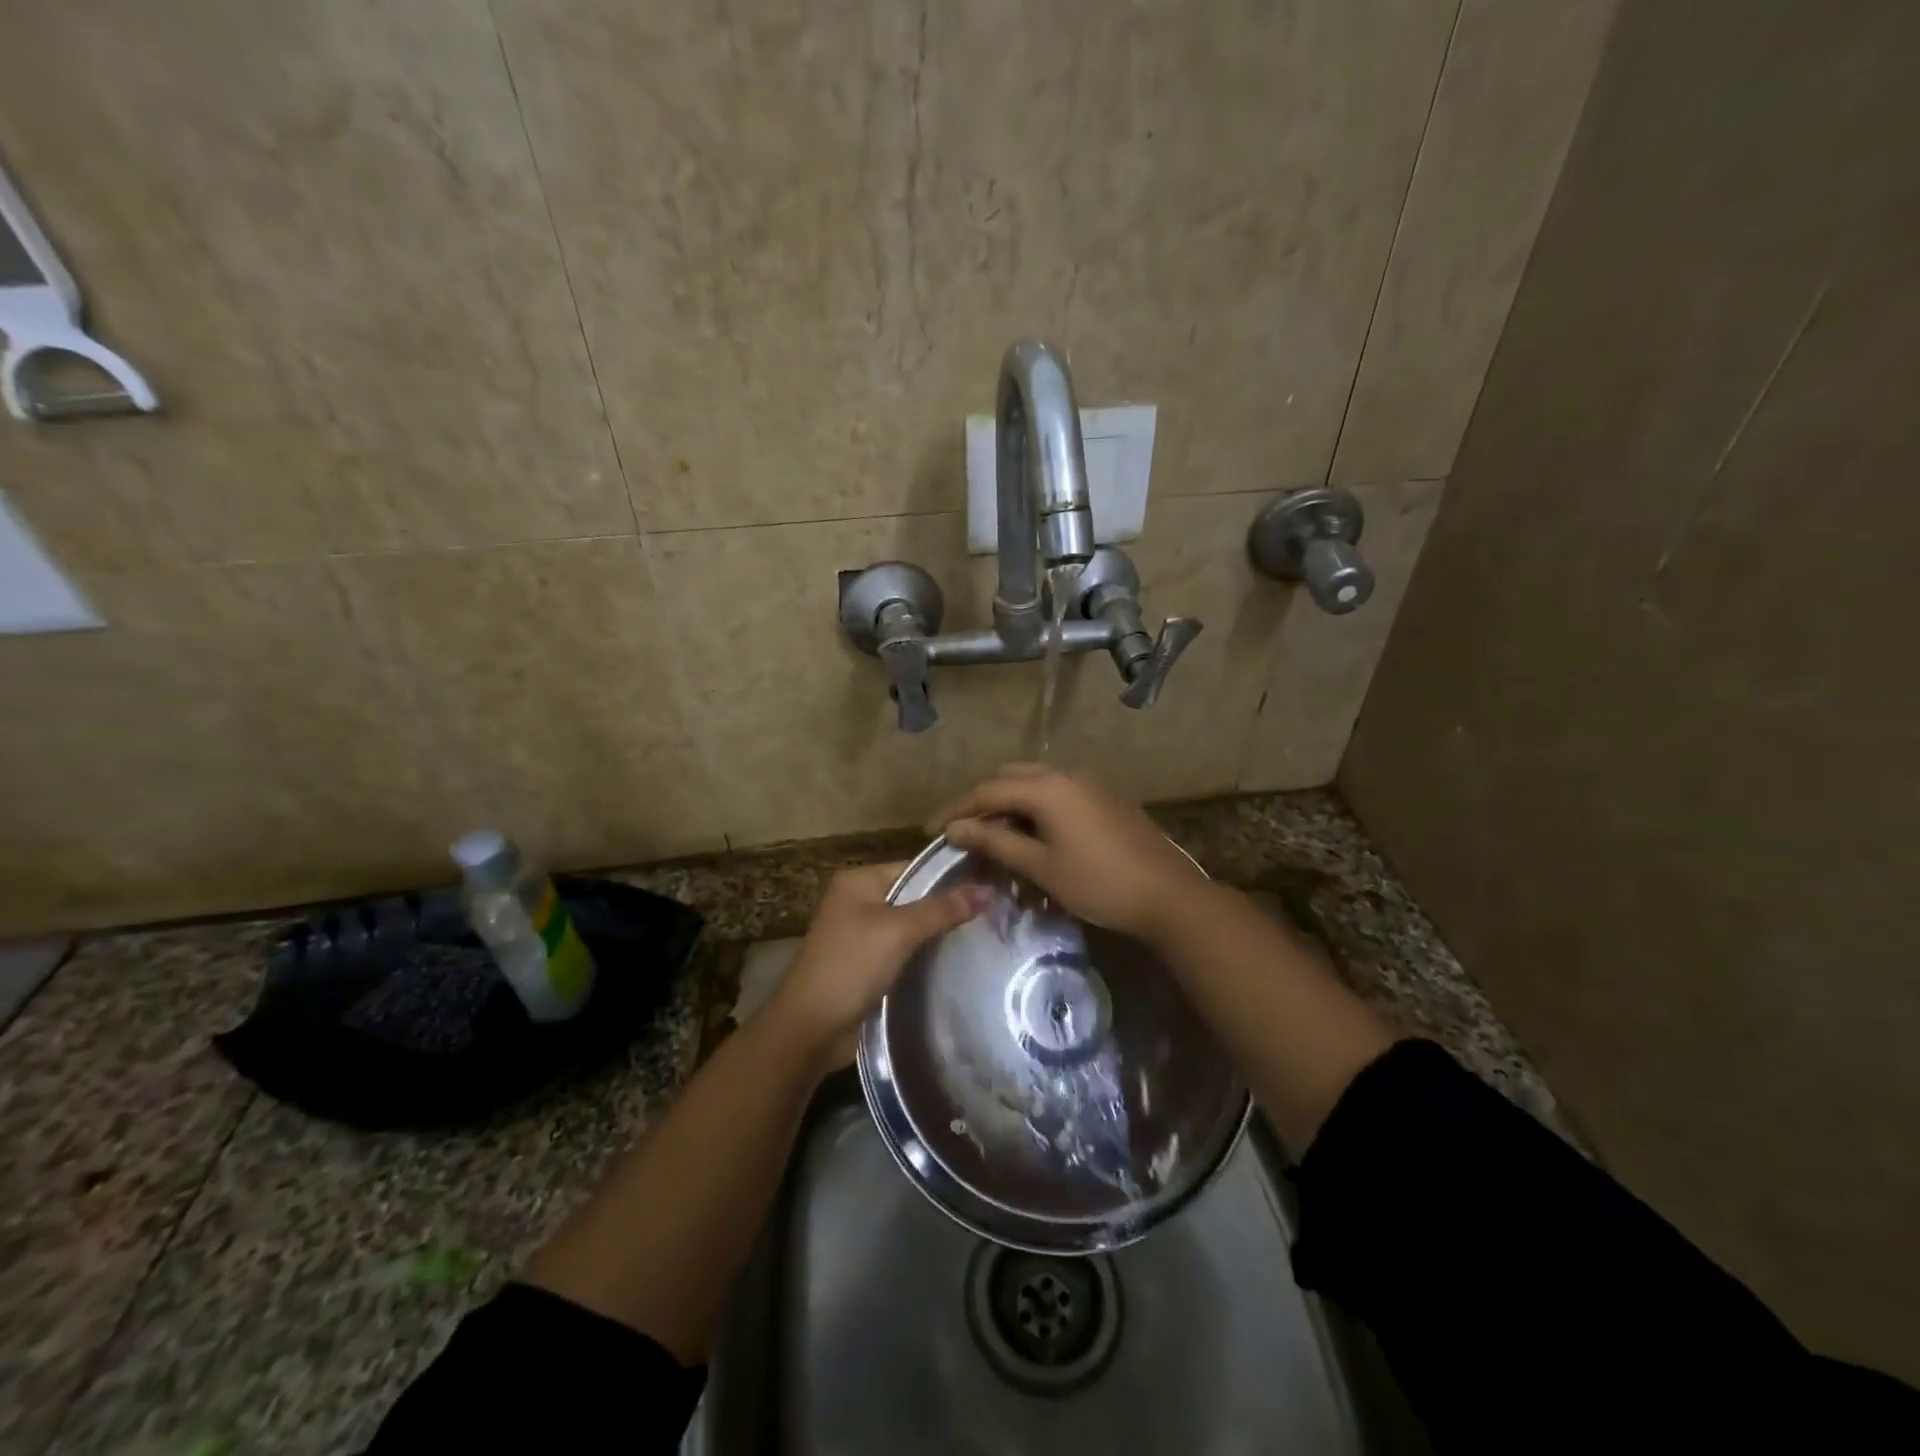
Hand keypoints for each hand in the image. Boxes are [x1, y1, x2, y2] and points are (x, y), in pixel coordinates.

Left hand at [766, 862, 989, 1066]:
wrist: (809, 1029)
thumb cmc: (851, 966)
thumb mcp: (899, 931)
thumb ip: (942, 909)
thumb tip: (988, 890)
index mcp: (859, 881)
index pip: (915, 868)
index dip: (951, 877)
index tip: (991, 885)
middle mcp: (858, 901)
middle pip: (913, 897)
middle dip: (947, 907)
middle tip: (993, 913)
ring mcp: (860, 935)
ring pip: (909, 927)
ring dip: (937, 934)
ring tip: (984, 935)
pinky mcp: (866, 965)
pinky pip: (902, 951)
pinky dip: (924, 955)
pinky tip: (956, 960)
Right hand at [931, 764, 1206, 941]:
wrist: (1168, 896)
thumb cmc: (1099, 883)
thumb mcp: (1041, 866)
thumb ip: (995, 843)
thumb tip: (955, 828)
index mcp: (1047, 787)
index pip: (987, 790)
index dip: (956, 809)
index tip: (931, 830)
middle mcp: (1065, 775)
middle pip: (1009, 778)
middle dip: (982, 802)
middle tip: (962, 831)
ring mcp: (1088, 785)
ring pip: (1034, 784)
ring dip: (1009, 805)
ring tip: (993, 837)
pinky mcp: (1103, 800)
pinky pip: (1056, 795)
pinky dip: (1034, 810)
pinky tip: (1031, 838)